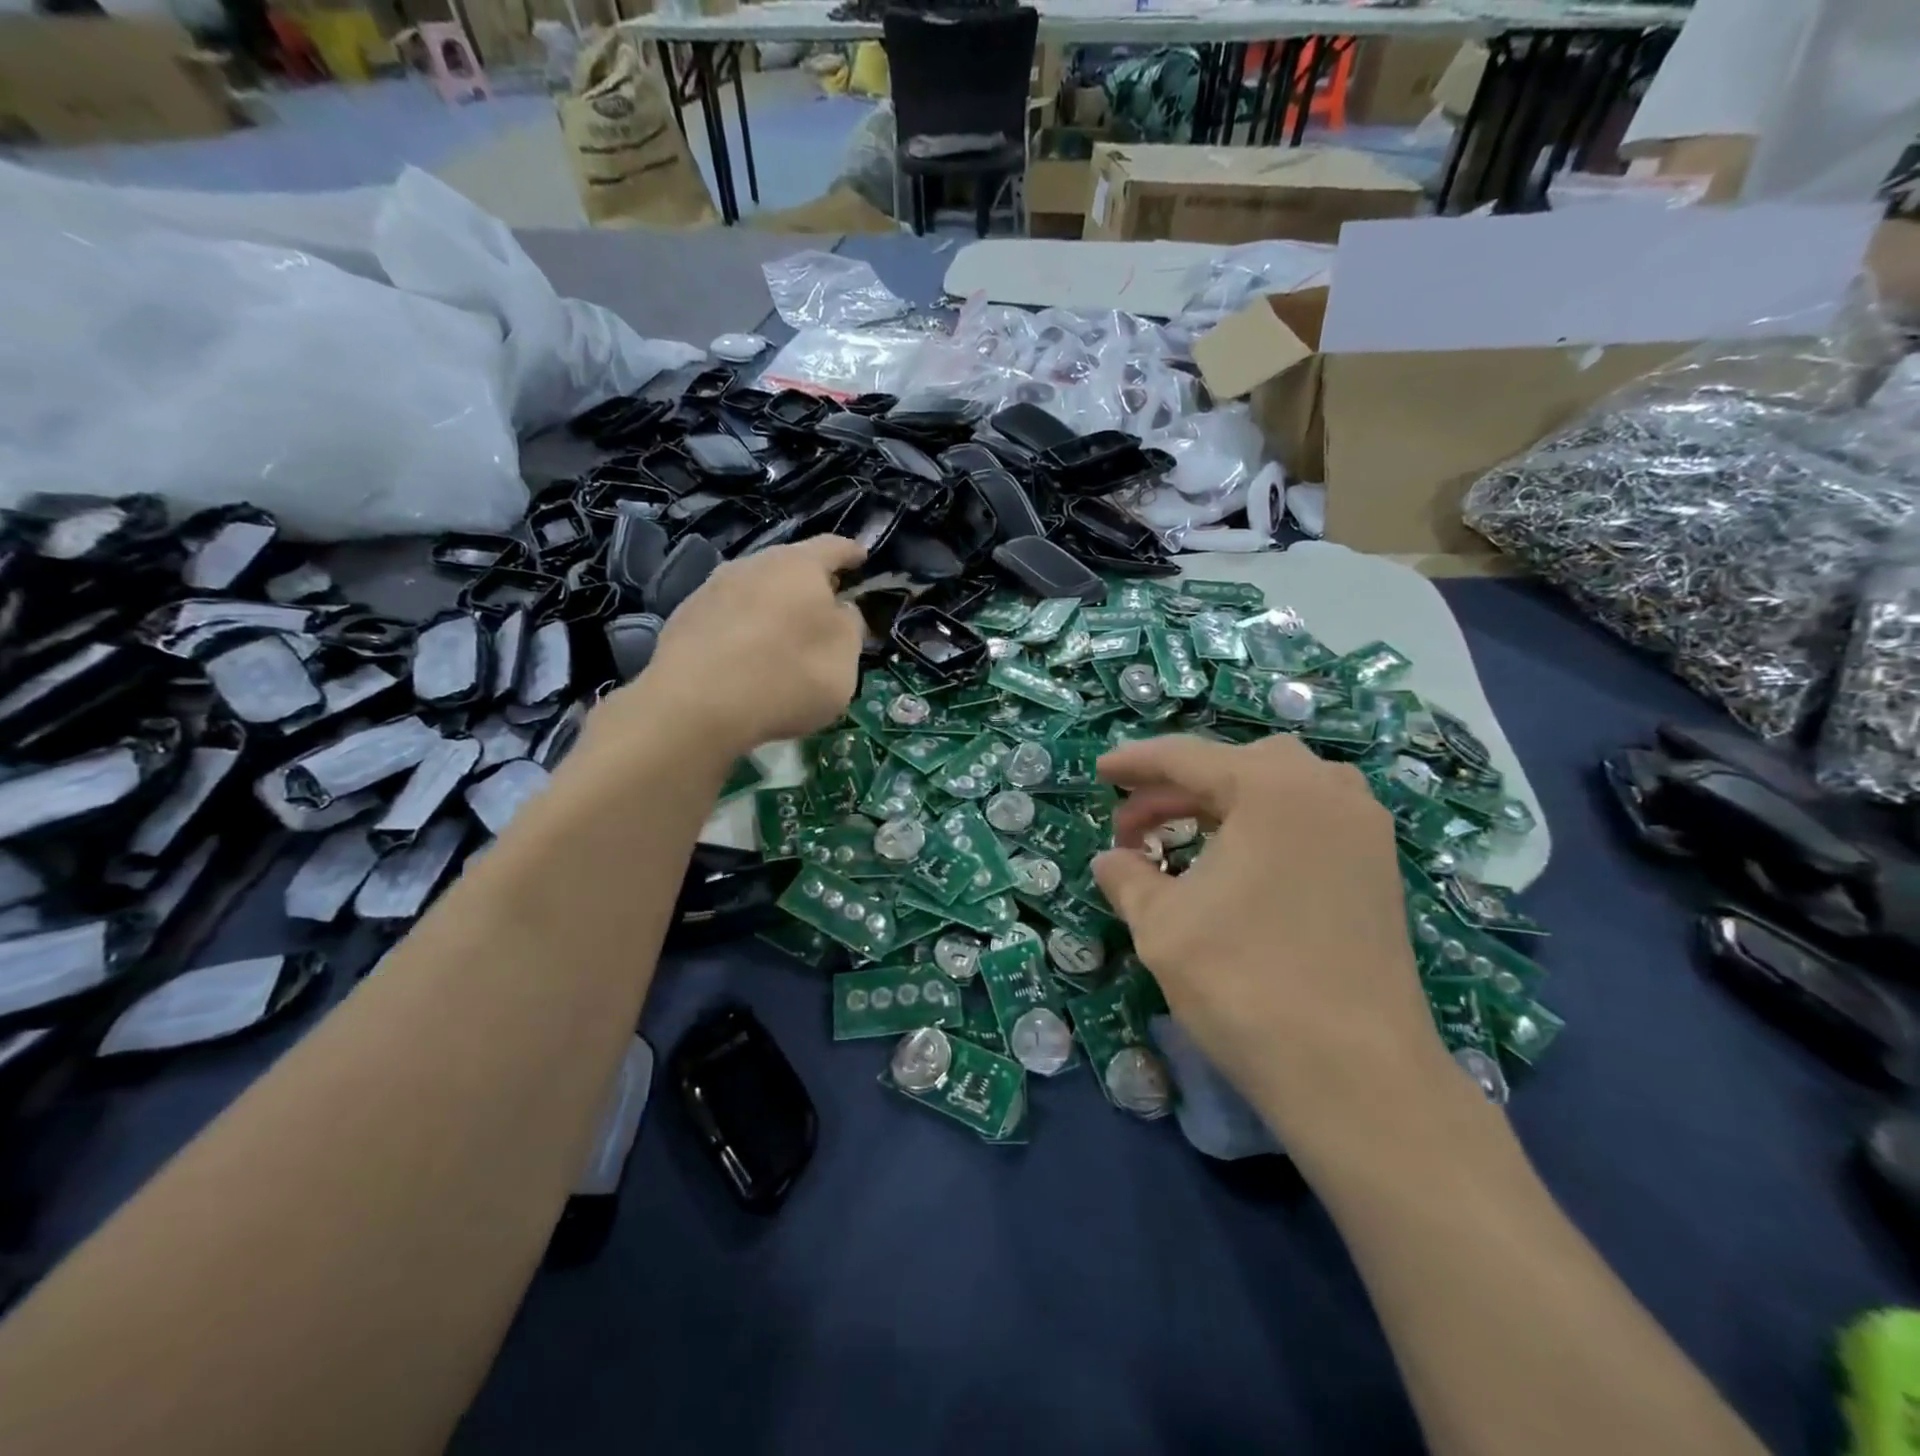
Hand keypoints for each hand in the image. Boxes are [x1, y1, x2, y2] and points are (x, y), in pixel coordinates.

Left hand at [597, 536, 866, 761]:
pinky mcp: (684, 618)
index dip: (851, 553)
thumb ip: (850, 628)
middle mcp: (753, 564)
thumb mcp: (844, 661)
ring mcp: (712, 589)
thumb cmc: (787, 677)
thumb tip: (840, 610)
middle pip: (789, 567)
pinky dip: (743, 630)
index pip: (833, 547)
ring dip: (773, 607)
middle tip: (824, 609)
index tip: (861, 558)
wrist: (696, 705)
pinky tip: (745, 659)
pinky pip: (727, 617)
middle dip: (809, 585)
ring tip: (782, 638)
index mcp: (799, 566)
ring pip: (755, 590)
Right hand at [1092, 735, 1453, 1145]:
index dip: (1136, 763)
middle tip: (1134, 824)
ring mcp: (1363, 829)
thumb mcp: (1161, 923)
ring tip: (1183, 837)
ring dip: (1223, 803)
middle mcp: (1327, 790)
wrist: (1356, 1074)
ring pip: (1279, 790)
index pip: (1188, 757)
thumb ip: (1127, 877)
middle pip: (1237, 766)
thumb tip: (1110, 860)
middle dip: (1178, 787)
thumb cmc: (1245, 982)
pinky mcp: (1379, 869)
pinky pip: (1309, 820)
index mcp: (1273, 787)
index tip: (1101, 772)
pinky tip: (1236, 866)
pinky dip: (1263, 826)